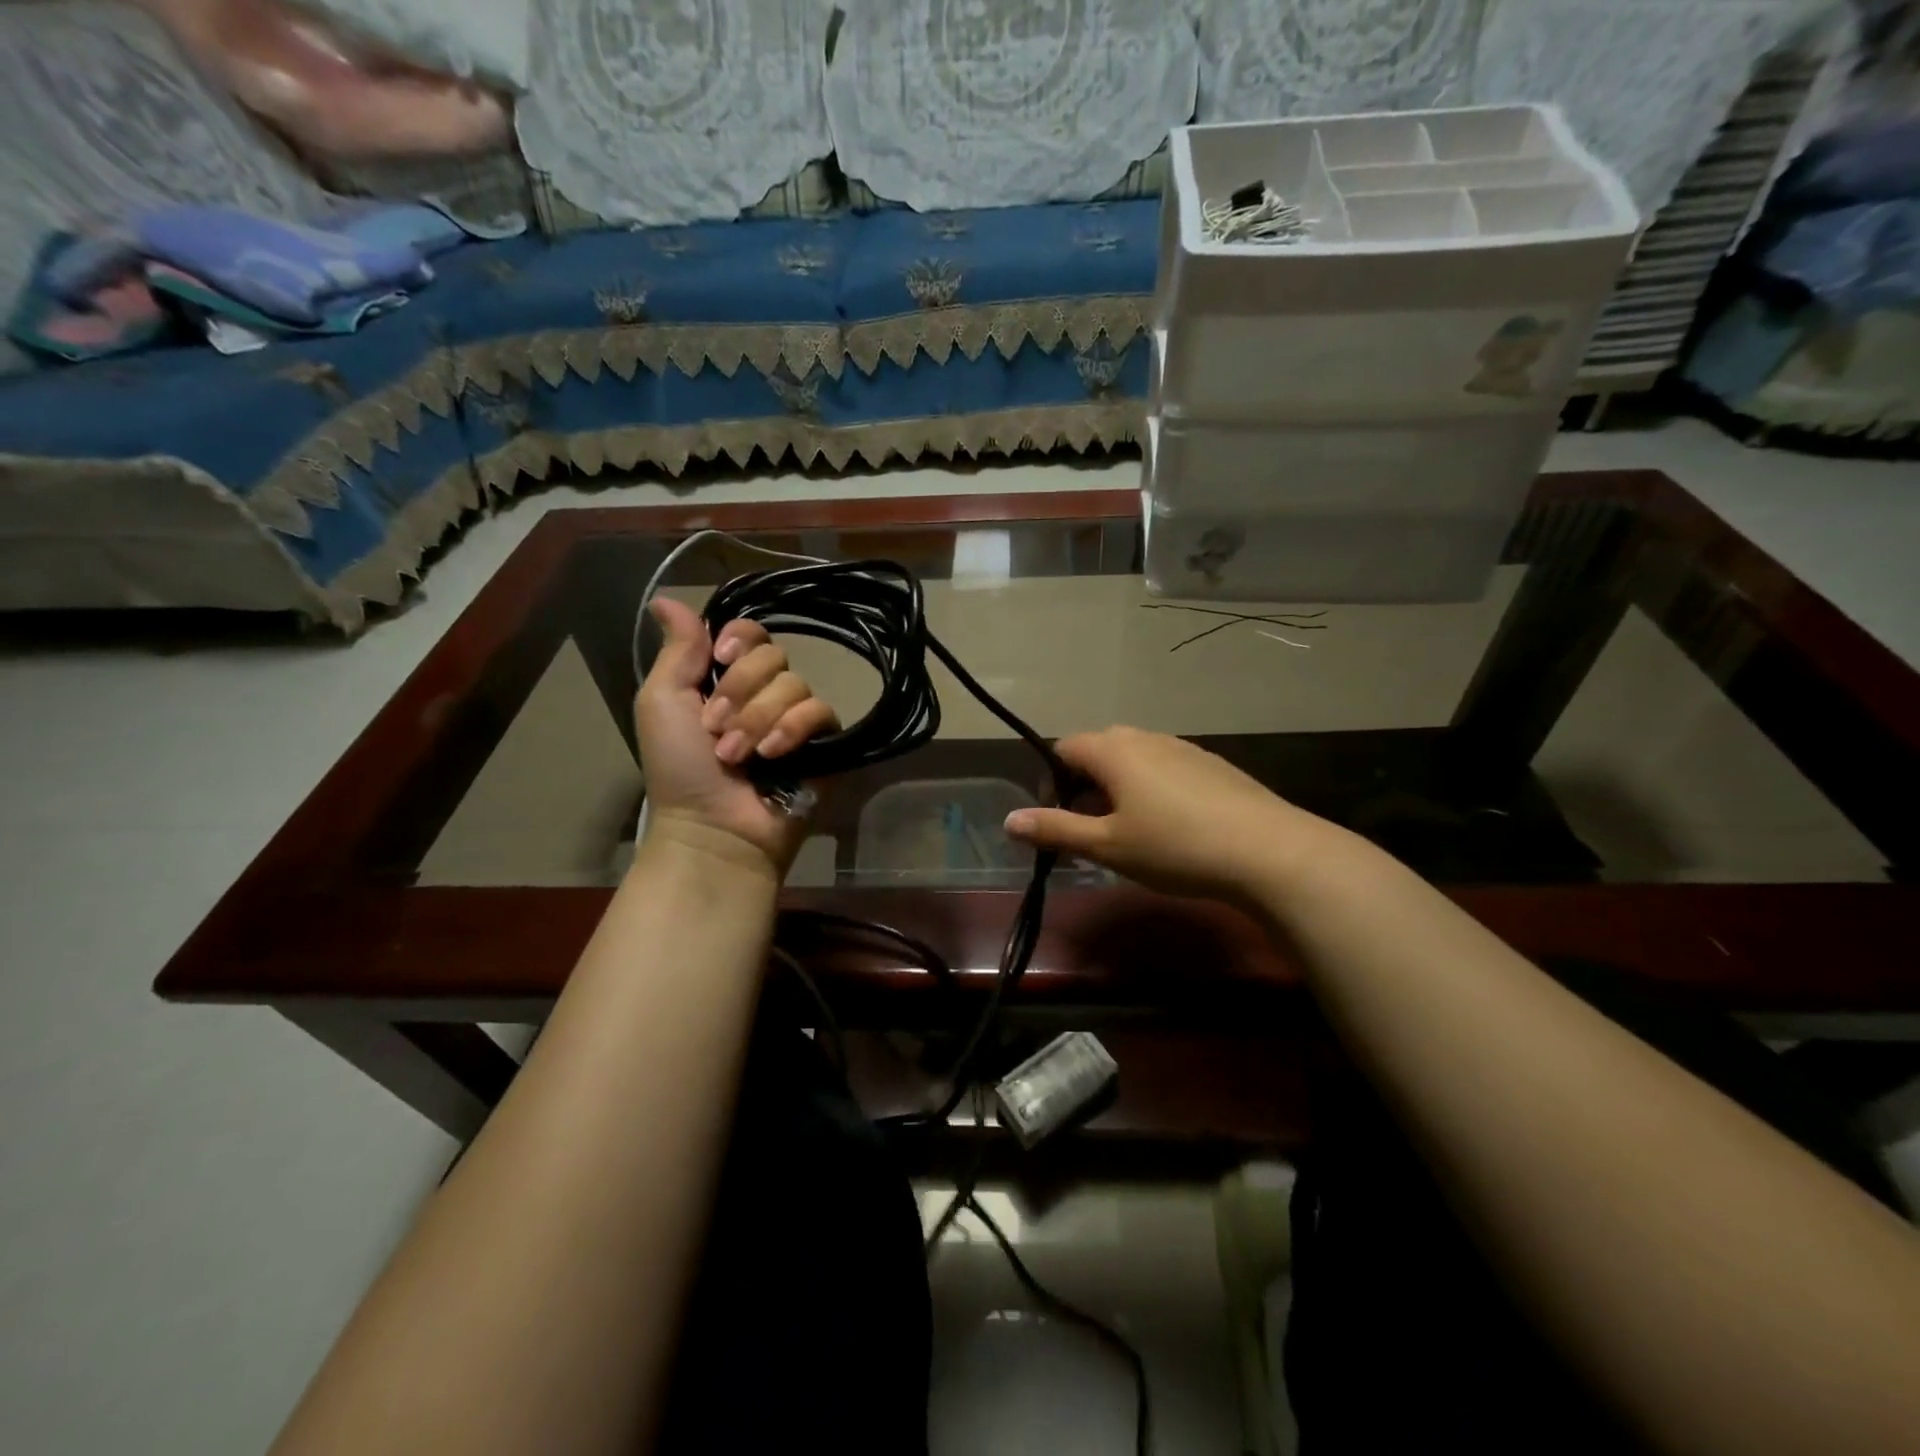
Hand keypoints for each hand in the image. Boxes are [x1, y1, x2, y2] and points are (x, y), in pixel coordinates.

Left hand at [634, 598, 835, 876]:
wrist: (713, 827)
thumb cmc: (679, 768)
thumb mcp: (662, 703)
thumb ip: (675, 652)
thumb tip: (664, 597)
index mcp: (726, 678)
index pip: (750, 632)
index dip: (742, 640)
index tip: (723, 660)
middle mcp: (764, 692)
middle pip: (773, 655)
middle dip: (741, 692)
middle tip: (717, 730)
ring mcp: (795, 717)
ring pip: (795, 684)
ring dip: (759, 720)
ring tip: (739, 757)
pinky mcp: (823, 742)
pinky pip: (821, 711)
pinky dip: (793, 730)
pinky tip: (773, 756)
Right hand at [1004, 726, 1330, 902]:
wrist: (1269, 851)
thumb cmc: (1174, 847)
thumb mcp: (1107, 846)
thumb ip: (1055, 830)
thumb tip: (1008, 820)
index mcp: (1114, 750)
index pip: (1064, 748)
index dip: (1052, 781)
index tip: (1059, 821)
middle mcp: (1146, 738)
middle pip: (1099, 751)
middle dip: (1084, 786)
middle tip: (1091, 831)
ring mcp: (1184, 748)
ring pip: (1135, 760)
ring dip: (1119, 789)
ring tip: (1131, 833)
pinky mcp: (1213, 765)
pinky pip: (1166, 769)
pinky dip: (1153, 790)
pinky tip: (1173, 828)